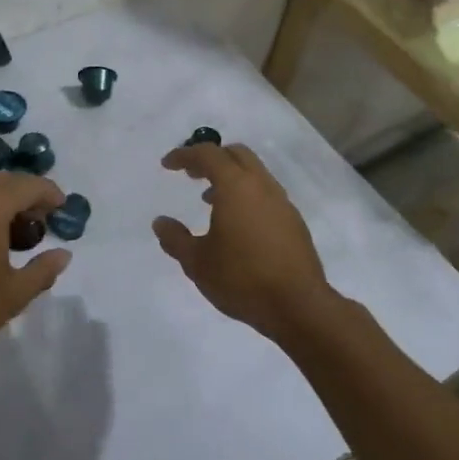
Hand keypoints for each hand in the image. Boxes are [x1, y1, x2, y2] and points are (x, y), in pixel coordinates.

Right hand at [152, 143, 335, 343]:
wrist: (298, 305)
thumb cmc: (242, 279)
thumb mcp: (197, 262)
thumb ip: (176, 239)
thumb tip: (160, 223)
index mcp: (236, 187)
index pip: (208, 154)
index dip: (185, 154)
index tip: (168, 165)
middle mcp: (262, 186)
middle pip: (236, 154)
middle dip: (211, 158)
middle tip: (192, 174)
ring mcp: (282, 202)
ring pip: (254, 173)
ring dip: (230, 177)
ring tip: (210, 200)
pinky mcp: (294, 221)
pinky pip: (266, 193)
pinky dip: (246, 194)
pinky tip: (237, 223)